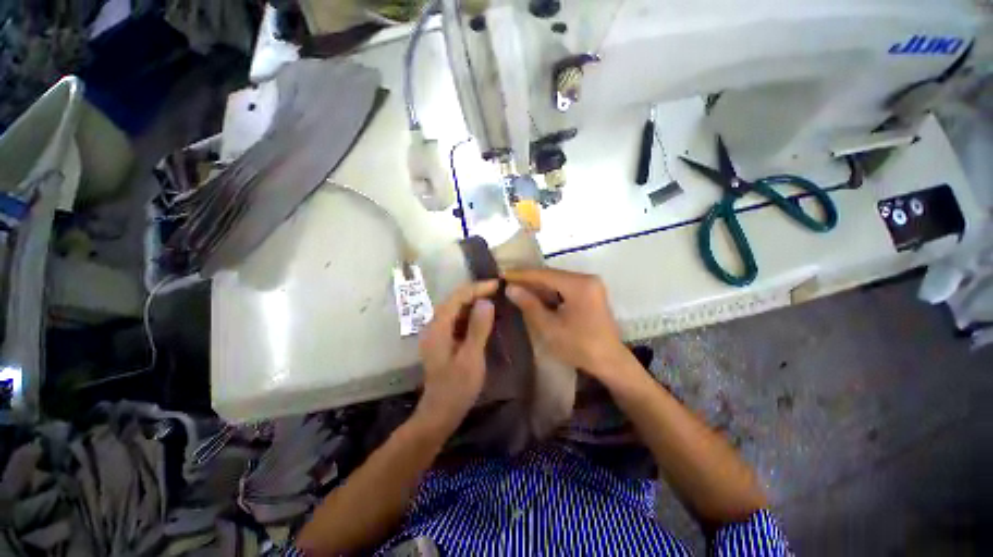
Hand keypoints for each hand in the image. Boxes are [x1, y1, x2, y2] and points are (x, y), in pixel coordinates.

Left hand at [415, 281, 497, 433]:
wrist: (439, 413)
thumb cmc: (456, 388)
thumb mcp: (471, 358)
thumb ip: (477, 328)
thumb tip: (486, 301)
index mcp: (438, 327)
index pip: (457, 297)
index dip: (477, 288)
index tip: (497, 284)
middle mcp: (434, 325)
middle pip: (454, 300)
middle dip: (475, 292)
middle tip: (497, 289)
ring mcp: (437, 333)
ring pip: (455, 308)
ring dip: (473, 301)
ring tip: (493, 297)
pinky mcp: (442, 340)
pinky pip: (456, 319)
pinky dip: (470, 313)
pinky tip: (482, 316)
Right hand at [505, 269, 631, 383]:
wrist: (610, 361)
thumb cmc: (579, 346)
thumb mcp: (549, 327)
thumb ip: (529, 305)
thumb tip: (510, 288)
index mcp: (579, 284)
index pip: (544, 274)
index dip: (522, 275)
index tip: (502, 274)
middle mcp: (587, 278)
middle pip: (552, 275)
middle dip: (529, 280)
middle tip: (507, 282)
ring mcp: (591, 285)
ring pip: (558, 280)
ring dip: (539, 285)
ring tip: (517, 288)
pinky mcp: (591, 292)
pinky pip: (565, 287)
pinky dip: (550, 291)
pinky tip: (536, 296)